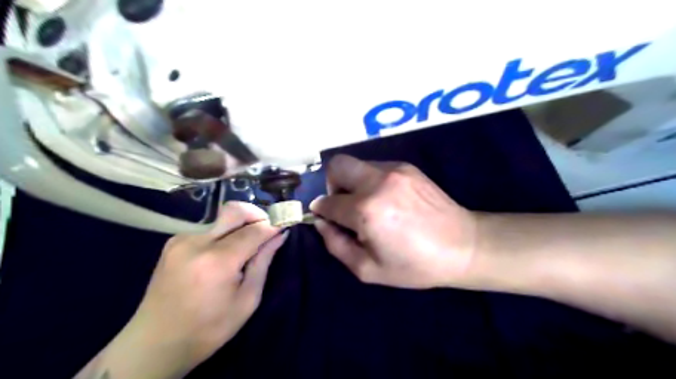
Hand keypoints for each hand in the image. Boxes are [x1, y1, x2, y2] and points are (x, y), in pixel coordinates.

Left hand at [126, 203, 283, 370]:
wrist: (154, 343)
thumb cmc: (208, 328)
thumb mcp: (247, 300)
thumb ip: (263, 262)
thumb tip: (279, 236)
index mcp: (217, 262)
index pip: (254, 230)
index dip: (273, 225)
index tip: (284, 226)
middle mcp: (197, 243)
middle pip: (234, 210)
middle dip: (256, 214)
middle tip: (267, 229)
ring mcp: (181, 240)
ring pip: (221, 218)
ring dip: (239, 226)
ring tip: (245, 248)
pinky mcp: (173, 242)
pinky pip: (208, 228)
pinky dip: (223, 234)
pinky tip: (223, 254)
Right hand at [308, 154, 476, 286]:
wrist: (463, 245)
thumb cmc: (415, 265)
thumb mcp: (368, 269)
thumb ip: (336, 245)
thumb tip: (320, 222)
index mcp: (367, 210)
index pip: (328, 202)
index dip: (321, 211)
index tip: (325, 218)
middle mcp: (377, 182)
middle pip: (337, 165)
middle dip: (332, 185)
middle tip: (343, 205)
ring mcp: (395, 170)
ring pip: (357, 164)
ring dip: (353, 183)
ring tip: (368, 205)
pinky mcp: (407, 167)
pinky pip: (376, 168)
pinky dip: (371, 181)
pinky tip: (387, 200)